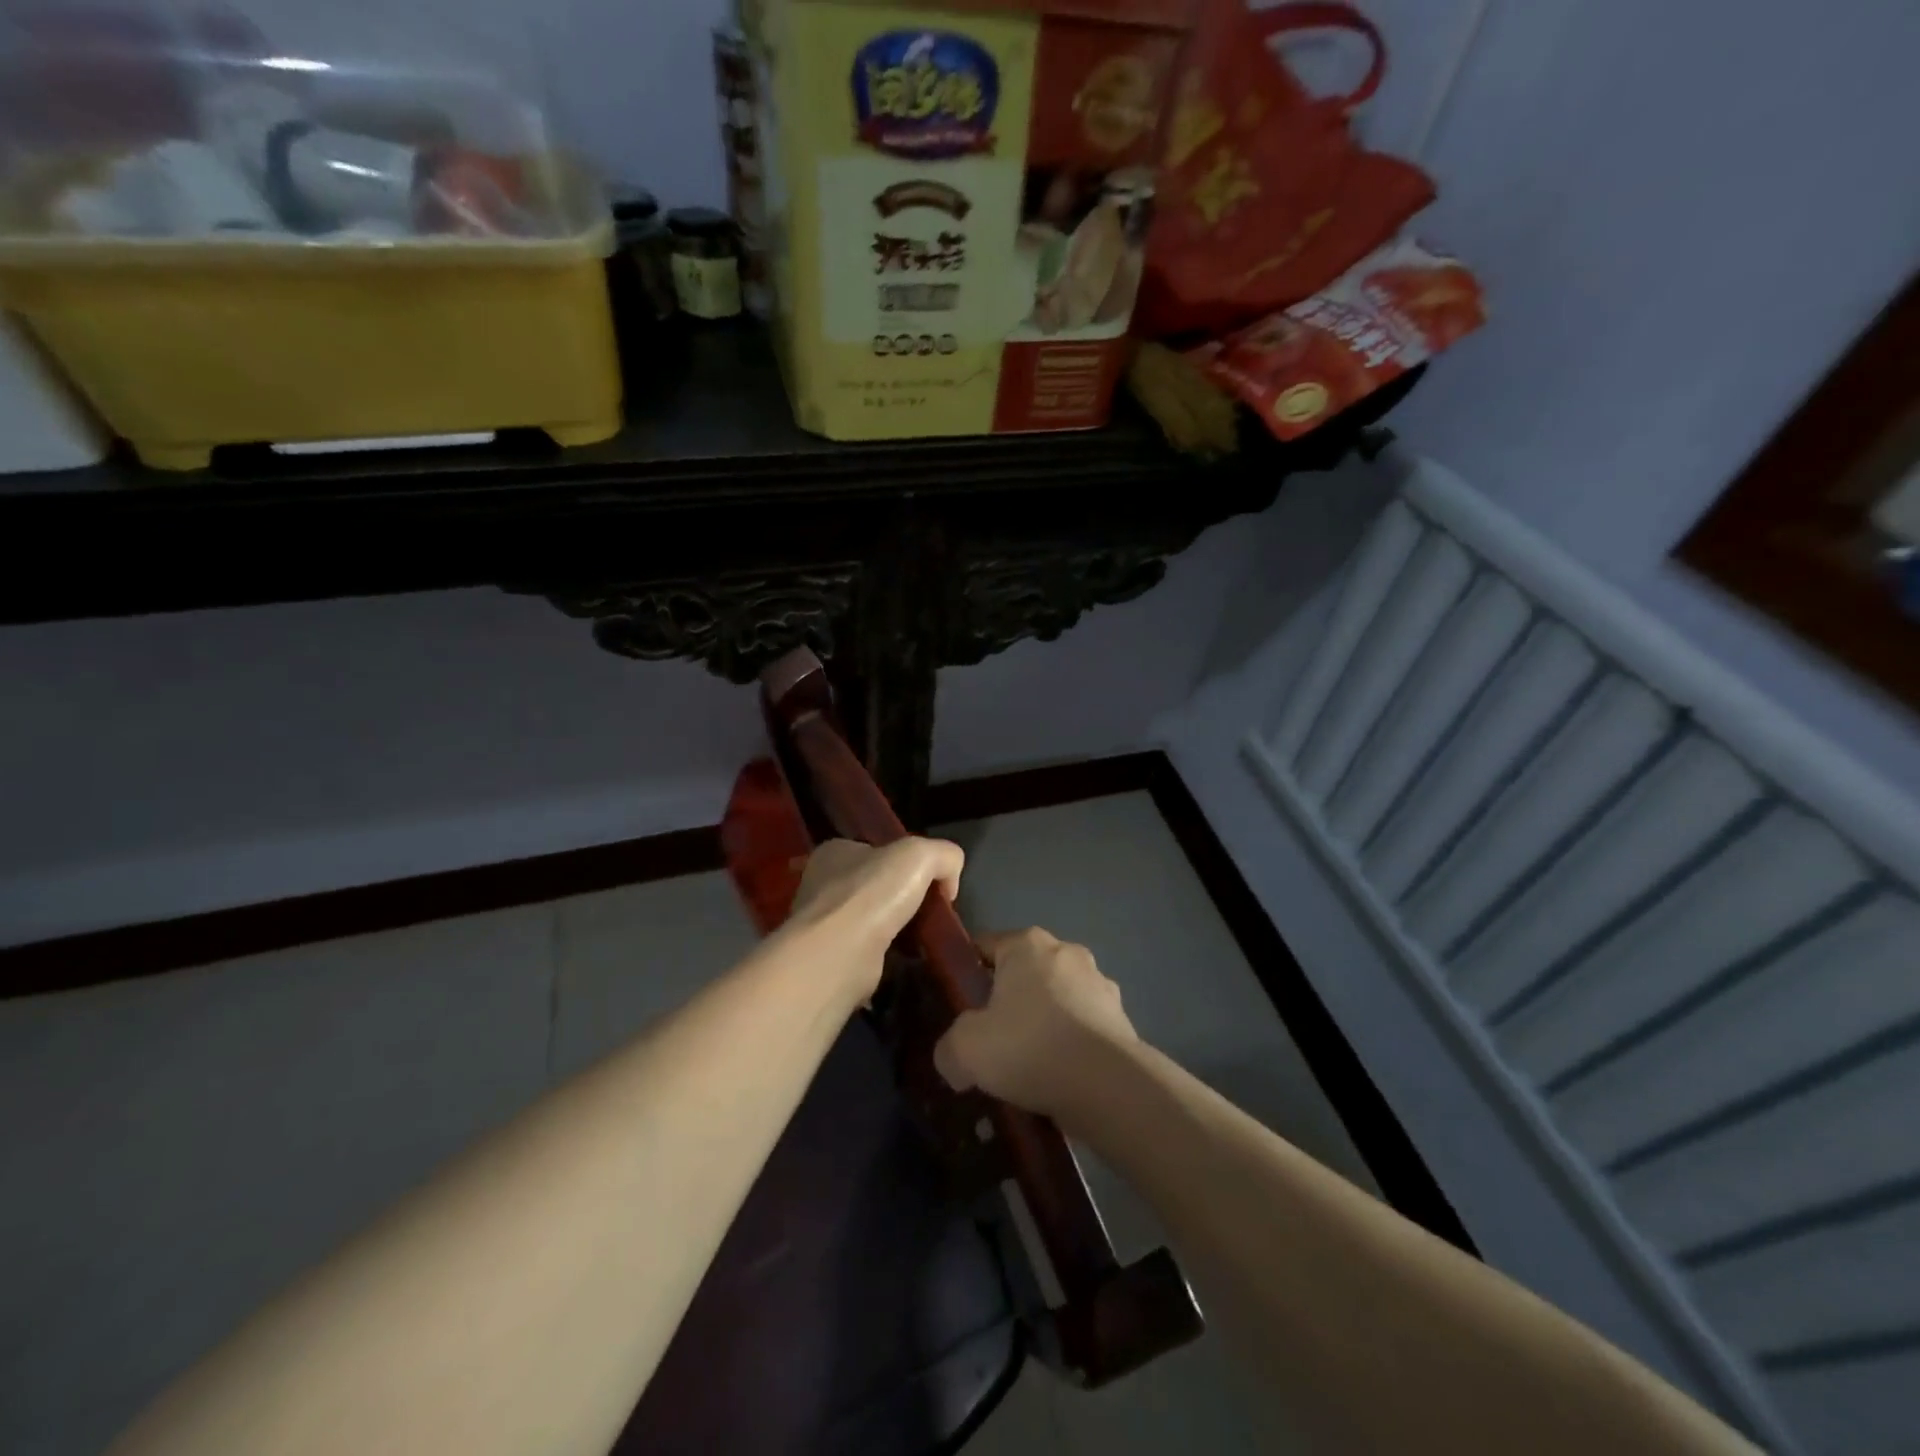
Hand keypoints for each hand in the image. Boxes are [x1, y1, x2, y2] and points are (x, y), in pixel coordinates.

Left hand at [785, 838, 964, 1006]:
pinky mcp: (831, 958)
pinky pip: (868, 951)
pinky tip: (906, 959)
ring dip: (895, 928)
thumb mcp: (921, 854)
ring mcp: (824, 924)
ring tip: (923, 938)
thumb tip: (948, 884)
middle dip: (902, 898)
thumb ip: (944, 856)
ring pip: (872, 920)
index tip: (930, 882)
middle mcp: (823, 884)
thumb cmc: (873, 894)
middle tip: (930, 912)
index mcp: (835, 852)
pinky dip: (888, 955)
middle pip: (875, 886)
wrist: (840, 955)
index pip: (876, 851)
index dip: (906, 863)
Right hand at [934, 928, 1137, 1121]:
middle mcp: (1066, 951)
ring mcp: (1100, 983)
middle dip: (1008, 1002)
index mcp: (1027, 944)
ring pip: (1057, 1000)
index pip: (985, 946)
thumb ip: (949, 1048)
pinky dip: (1071, 1046)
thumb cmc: (1030, 1047)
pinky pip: (1083, 1028)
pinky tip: (1059, 1079)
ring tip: (1029, 1069)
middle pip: (1024, 973)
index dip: (967, 974)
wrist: (1108, 1085)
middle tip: (992, 1042)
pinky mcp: (1122, 1017)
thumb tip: (953, 1058)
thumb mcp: (966, 1050)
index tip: (959, 1008)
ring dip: (1043, 1025)